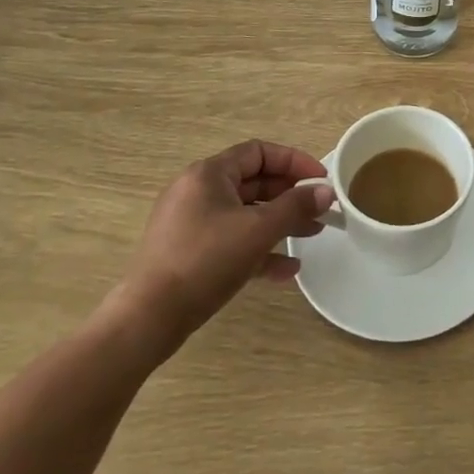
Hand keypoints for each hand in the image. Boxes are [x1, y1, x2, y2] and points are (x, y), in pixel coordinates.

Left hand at [103, 141, 334, 365]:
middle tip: (319, 209)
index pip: (259, 152)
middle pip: (254, 182)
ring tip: (312, 235)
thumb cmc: (205, 261)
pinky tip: (287, 269)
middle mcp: (198, 192)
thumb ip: (295, 206)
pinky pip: (232, 241)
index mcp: (209, 174)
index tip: (320, 179)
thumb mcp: (257, 230)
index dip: (294, 161)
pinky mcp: (189, 254)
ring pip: (245, 214)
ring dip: (279, 223)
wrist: (147, 320)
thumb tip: (326, 191)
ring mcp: (191, 224)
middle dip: (290, 196)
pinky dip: (259, 249)